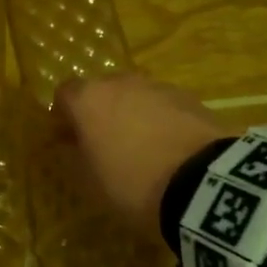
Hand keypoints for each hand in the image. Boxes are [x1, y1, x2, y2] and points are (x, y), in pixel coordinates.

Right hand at [56, 73, 229, 230]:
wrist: (202, 184)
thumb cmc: (131, 183)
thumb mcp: (90, 182)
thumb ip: (73, 156)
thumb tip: (69, 145)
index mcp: (89, 99)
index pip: (64, 94)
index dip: (64, 116)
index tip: (68, 139)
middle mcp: (120, 82)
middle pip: (102, 91)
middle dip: (100, 112)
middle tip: (104, 144)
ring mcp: (158, 87)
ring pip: (135, 96)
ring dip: (132, 115)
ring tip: (142, 149)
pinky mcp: (190, 98)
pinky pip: (164, 106)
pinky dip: (161, 121)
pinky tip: (169, 150)